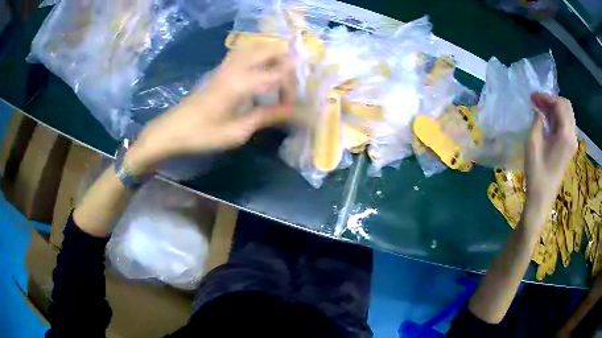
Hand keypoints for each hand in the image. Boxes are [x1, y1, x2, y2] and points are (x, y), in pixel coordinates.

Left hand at [124, 42, 295, 173]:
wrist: (171, 130)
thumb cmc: (202, 134)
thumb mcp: (237, 131)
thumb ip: (267, 117)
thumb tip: (294, 112)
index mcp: (241, 82)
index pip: (279, 72)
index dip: (293, 85)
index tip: (297, 104)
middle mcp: (236, 67)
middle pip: (270, 49)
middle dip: (287, 62)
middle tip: (292, 84)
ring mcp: (226, 66)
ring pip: (256, 47)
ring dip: (272, 56)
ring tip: (280, 76)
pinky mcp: (220, 70)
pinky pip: (244, 53)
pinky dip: (259, 56)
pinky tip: (261, 74)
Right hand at [524, 93, 576, 223]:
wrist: (542, 198)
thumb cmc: (537, 172)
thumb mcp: (533, 143)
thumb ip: (537, 121)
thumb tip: (538, 109)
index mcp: (565, 135)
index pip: (560, 105)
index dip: (546, 97)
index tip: (533, 97)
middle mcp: (572, 136)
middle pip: (566, 106)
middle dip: (552, 100)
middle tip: (538, 101)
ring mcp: (571, 142)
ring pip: (567, 114)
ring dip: (555, 108)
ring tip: (541, 108)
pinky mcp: (569, 148)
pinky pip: (566, 124)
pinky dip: (557, 117)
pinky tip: (547, 120)